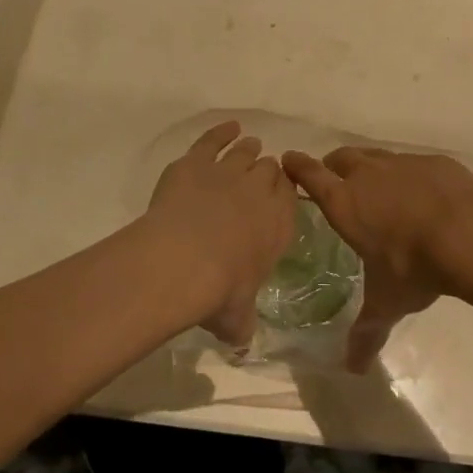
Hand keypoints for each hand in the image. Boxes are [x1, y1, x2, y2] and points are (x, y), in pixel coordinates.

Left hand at [146, 122, 295, 348]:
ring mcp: (228, 172)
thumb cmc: (219, 292)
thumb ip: (242, 326)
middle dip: (268, 171)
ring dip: (250, 149)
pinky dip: (222, 131)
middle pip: (269, 171)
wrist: (183, 259)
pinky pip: (214, 139)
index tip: (279, 193)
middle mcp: (259, 193)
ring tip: (251, 145)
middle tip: (263, 174)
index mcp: (278, 226)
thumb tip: (242, 345)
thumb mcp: (236, 318)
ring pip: (245, 153)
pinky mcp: (196, 162)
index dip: (284, 193)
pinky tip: (229, 127)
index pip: (289, 198)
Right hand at [280, 147, 472, 372]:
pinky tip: (424, 195)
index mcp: (345, 203)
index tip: (289, 159)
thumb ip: (367, 331)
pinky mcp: (434, 162)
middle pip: (341, 158)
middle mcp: (368, 175)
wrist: (468, 233)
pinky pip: (413, 163)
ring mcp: (402, 164)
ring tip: (379, 187)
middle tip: (336, 180)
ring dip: (370, 167)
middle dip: (334, 166)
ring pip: (376, 156)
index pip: (311, 176)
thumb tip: (353, 368)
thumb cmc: (414, 266)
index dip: (298, 166)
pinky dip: (409, 175)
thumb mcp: (388, 301)